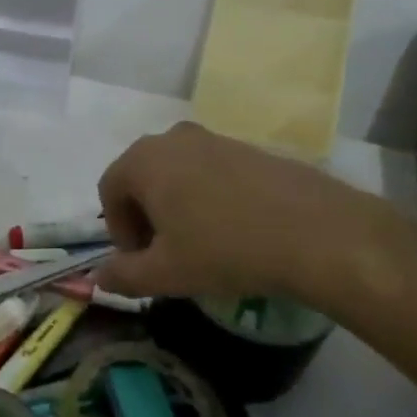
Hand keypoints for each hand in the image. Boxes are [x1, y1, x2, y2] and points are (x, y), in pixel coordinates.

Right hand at [95, 122, 416, 319]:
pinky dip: (208, 198)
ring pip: (177, 174)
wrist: (317, 232)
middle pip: (142, 178)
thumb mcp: (165, 273)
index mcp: (143, 159)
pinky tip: (233, 231)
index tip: (141, 261)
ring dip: (176, 207)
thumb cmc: (224, 250)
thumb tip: (99, 278)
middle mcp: (173, 138)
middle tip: (165, 255)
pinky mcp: (249, 148)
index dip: (118, 231)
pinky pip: (211, 172)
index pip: (110, 190)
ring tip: (200, 245)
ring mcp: (214, 138)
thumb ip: (123, 276)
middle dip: (145, 217)